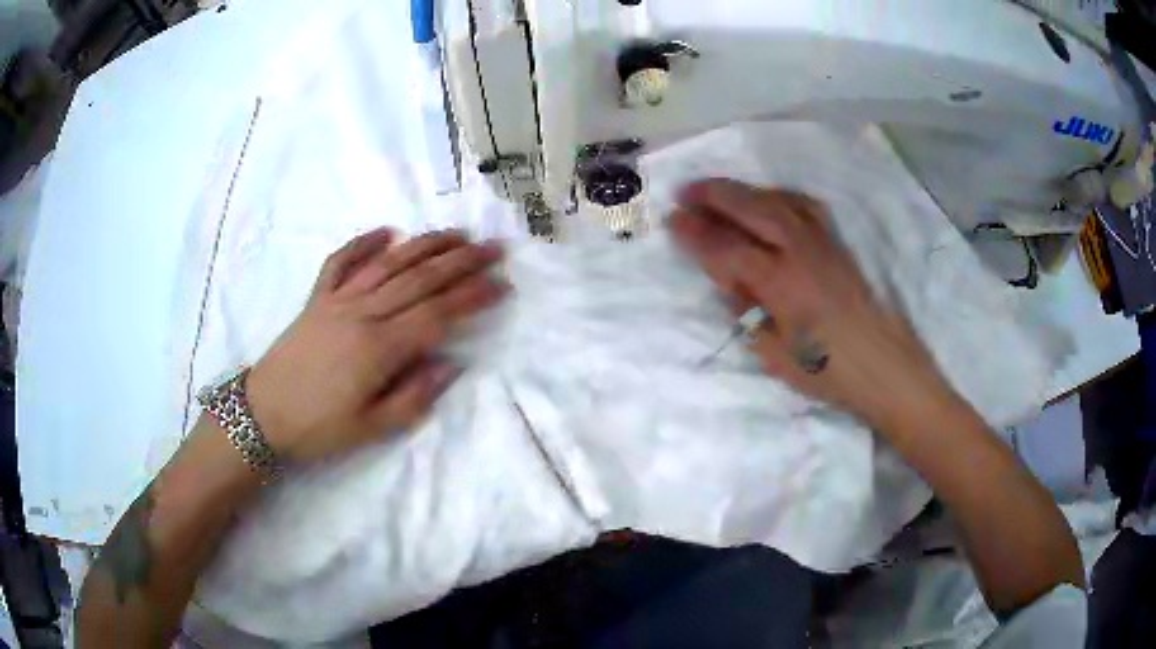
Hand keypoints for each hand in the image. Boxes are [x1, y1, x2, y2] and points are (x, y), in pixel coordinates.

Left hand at [244, 228, 507, 462]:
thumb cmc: (319, 428)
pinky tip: (385, 231)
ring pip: (388, 263)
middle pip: (419, 280)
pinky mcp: (317, 298)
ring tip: (455, 234)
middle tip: (493, 248)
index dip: (473, 297)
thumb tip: (451, 366)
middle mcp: (363, 313)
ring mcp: (338, 300)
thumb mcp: (372, 429)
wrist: (263, 414)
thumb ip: (414, 397)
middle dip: (461, 262)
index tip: (503, 285)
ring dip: (424, 245)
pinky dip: (363, 243)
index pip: (438, 314)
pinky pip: (341, 261)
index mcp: (380, 348)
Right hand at [670, 179, 955, 429]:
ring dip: (743, 190)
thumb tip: (732, 283)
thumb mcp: (776, 355)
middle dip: (714, 195)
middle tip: (685, 191)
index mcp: (779, 282)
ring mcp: (822, 242)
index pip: (726, 247)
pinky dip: (779, 195)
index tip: (672, 220)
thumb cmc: (828, 372)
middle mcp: (799, 250)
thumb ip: (749, 313)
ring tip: (720, 190)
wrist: (885, 366)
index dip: (695, 232)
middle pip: (751, 208)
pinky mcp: (838, 243)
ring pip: (778, 199)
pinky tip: (770, 200)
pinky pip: (804, 205)